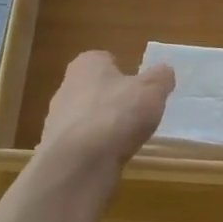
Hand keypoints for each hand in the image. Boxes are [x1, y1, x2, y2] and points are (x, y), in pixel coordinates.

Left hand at [37, 51, 174, 173]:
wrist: (79, 162)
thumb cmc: (116, 114)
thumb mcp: (151, 90)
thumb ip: (160, 78)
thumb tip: (164, 72)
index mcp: (87, 64)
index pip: (106, 60)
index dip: (125, 72)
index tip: (141, 88)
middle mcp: (67, 86)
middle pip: (96, 89)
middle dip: (114, 100)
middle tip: (138, 114)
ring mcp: (58, 119)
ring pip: (88, 117)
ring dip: (105, 126)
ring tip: (127, 139)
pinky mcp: (58, 149)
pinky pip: (84, 143)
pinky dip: (97, 148)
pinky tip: (111, 157)